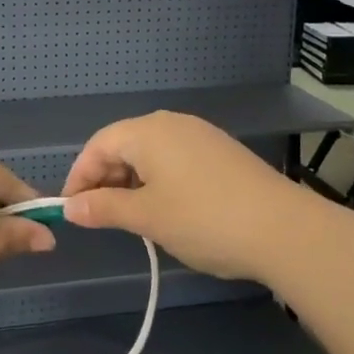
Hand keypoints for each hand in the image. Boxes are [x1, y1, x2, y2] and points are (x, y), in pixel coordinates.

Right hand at [60, 112, 318, 284]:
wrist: (283, 229)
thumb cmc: (203, 219)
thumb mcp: (147, 217)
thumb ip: (104, 208)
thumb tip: (70, 207)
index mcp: (148, 131)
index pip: (99, 145)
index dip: (79, 176)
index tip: (71, 210)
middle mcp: (172, 123)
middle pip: (124, 144)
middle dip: (105, 179)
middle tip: (99, 217)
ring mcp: (201, 135)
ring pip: (151, 153)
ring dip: (132, 181)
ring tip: (130, 217)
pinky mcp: (221, 152)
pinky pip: (175, 159)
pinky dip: (159, 180)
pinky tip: (166, 209)